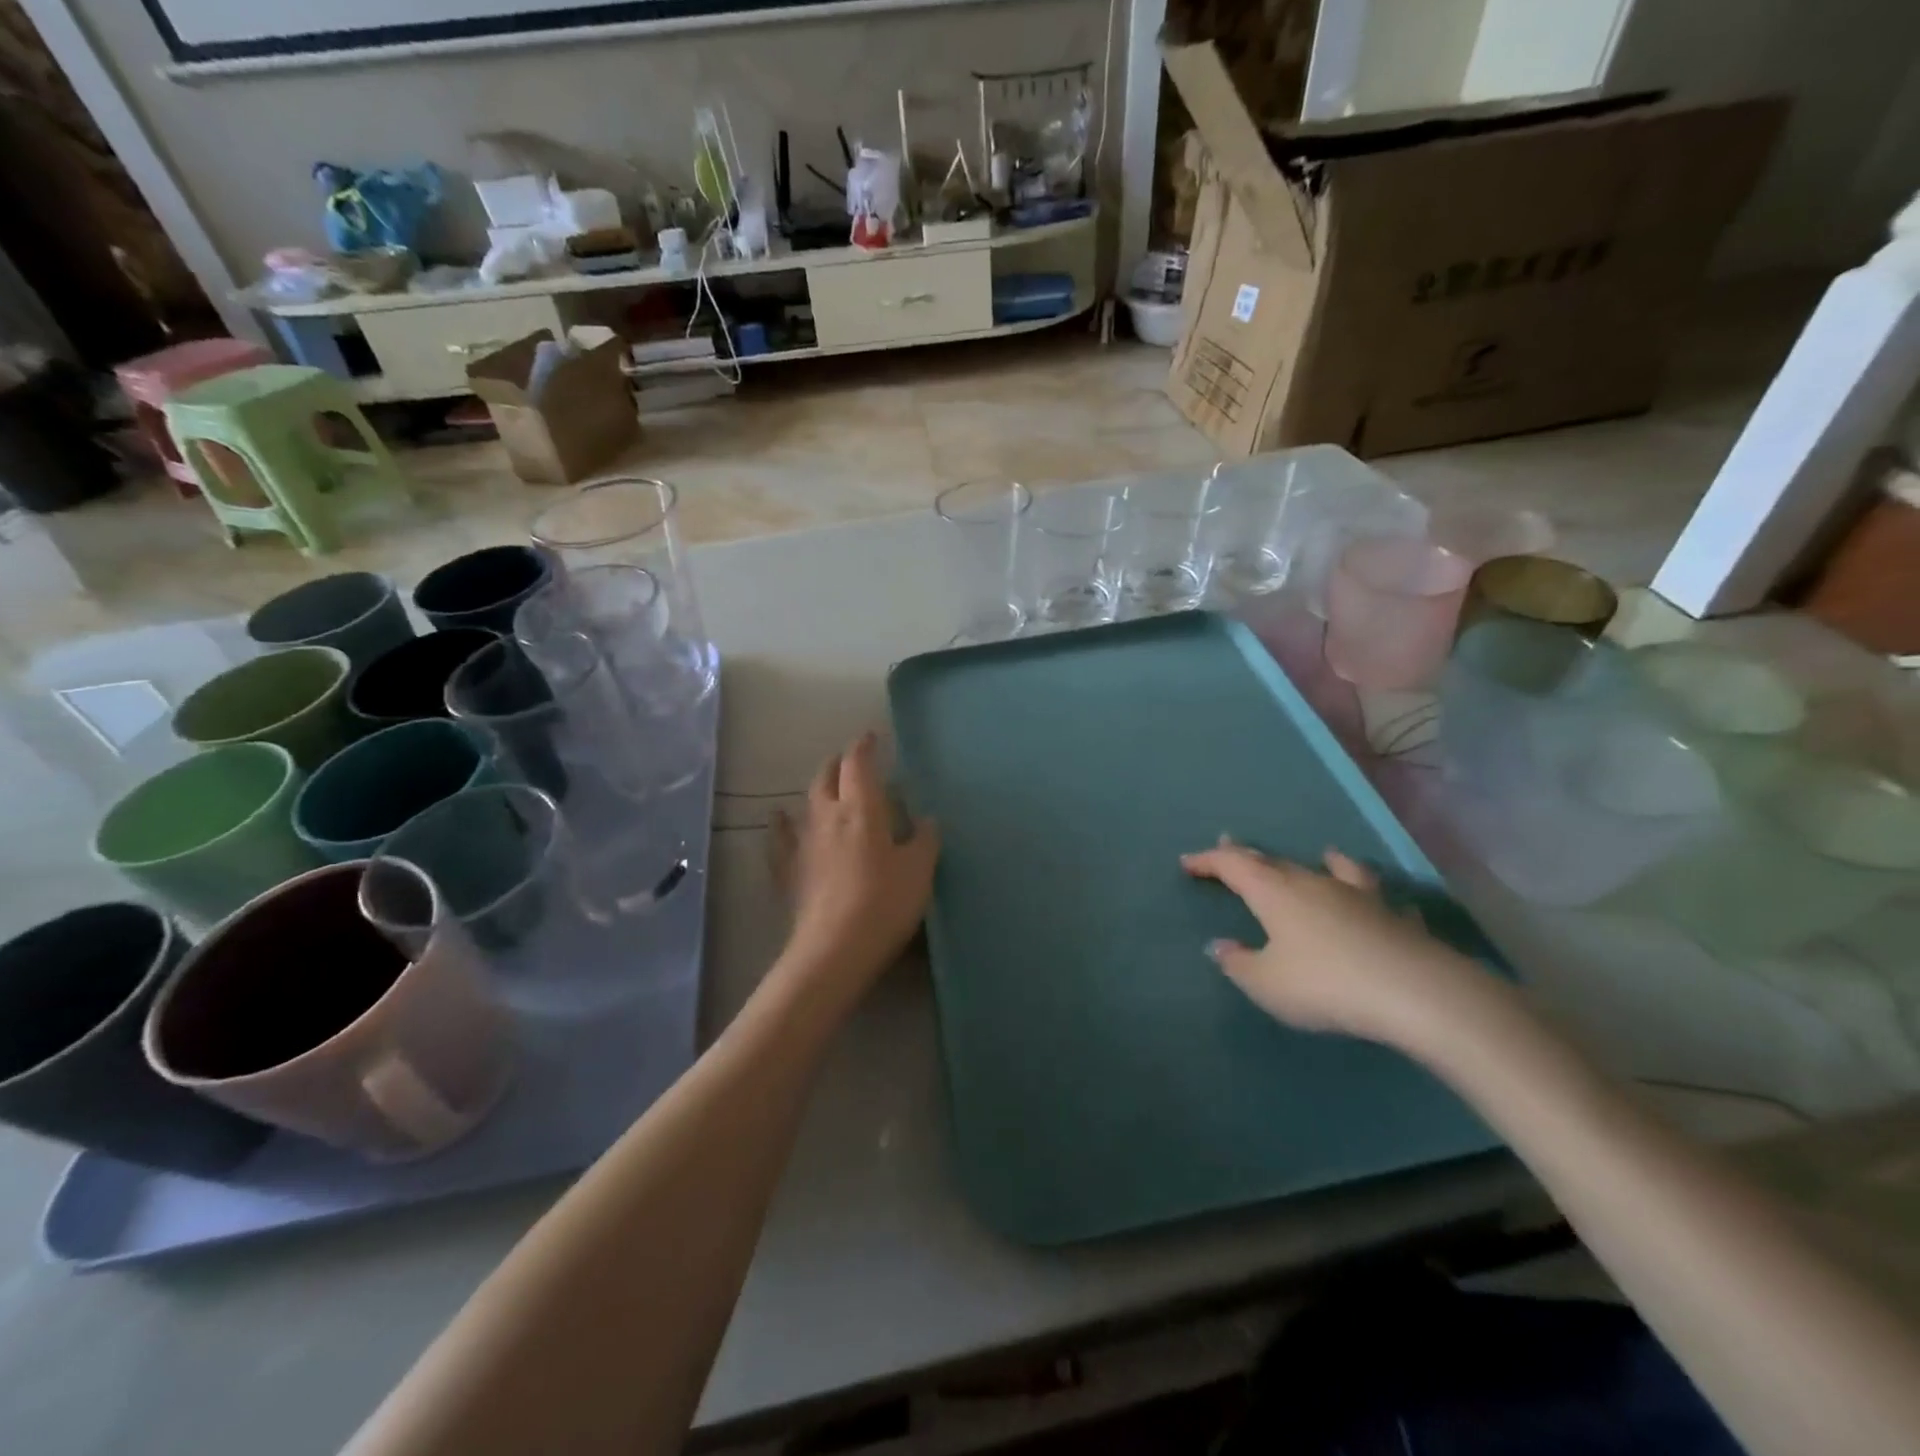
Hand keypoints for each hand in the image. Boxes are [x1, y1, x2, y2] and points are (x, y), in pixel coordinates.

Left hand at [774, 733, 939, 995]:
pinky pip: (781, 838)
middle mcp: (828, 816)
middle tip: (850, 762)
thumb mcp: (919, 871)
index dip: (864, 747)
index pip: (859, 765)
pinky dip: (782, 824)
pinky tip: (778, 819)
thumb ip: (924, 841)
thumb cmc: (884, 903)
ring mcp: (804, 843)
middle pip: (827, 777)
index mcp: (862, 809)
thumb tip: (926, 820)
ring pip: (806, 802)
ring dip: (817, 788)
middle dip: (839, 764)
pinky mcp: (789, 870)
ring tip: (824, 786)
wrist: (834, 949)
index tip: (870, 737)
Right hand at [1180, 840, 1491, 1048]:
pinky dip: (1367, 892)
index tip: (1187, 862)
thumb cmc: (1325, 984)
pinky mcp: (1394, 917)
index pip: (1233, 865)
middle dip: (1248, 856)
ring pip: (1331, 869)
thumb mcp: (1267, 983)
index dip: (1208, 861)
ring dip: (1317, 862)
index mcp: (1274, 893)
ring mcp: (1358, 896)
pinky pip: (1376, 896)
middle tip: (1229, 846)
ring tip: (1321, 854)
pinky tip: (1375, 899)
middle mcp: (1313, 883)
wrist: (1415, 993)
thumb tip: (1219, 945)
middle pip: (1274, 862)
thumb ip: (1239, 963)